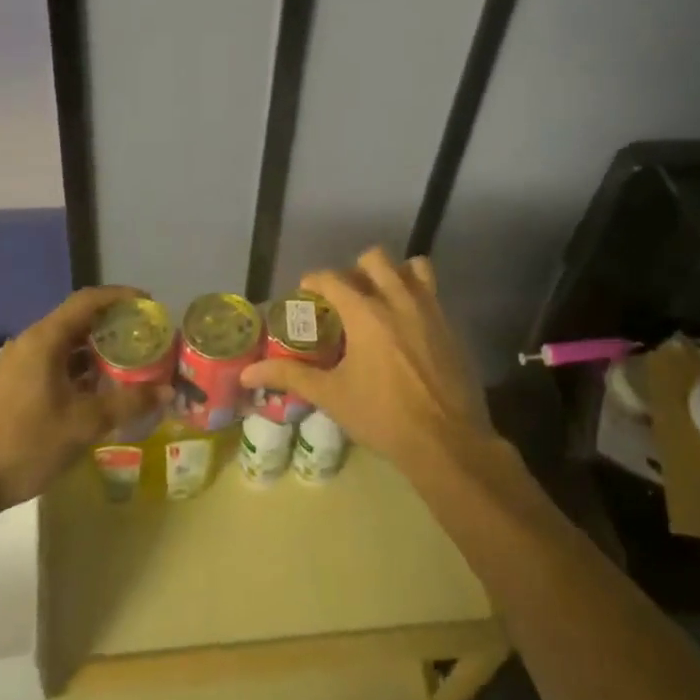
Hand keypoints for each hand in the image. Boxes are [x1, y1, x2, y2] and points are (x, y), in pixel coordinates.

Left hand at [0, 286, 164, 509]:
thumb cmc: (28, 443)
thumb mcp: (86, 423)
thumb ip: (129, 402)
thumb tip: (167, 391)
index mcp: (45, 340)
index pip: (88, 300)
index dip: (121, 297)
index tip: (150, 305)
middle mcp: (30, 342)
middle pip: (77, 319)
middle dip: (113, 324)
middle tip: (145, 337)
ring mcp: (17, 363)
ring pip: (65, 342)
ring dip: (96, 348)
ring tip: (128, 362)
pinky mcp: (12, 383)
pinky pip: (53, 360)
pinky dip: (79, 366)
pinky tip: (97, 389)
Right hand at [239, 248, 490, 471]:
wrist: (446, 441)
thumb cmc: (382, 417)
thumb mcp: (332, 396)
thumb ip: (290, 375)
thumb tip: (247, 371)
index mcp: (365, 312)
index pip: (332, 277)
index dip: (315, 280)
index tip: (306, 293)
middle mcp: (398, 299)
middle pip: (375, 258)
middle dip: (356, 270)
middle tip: (346, 298)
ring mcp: (430, 310)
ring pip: (413, 267)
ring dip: (394, 275)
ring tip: (382, 301)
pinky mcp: (451, 325)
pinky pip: (432, 294)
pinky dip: (417, 297)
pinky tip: (407, 327)